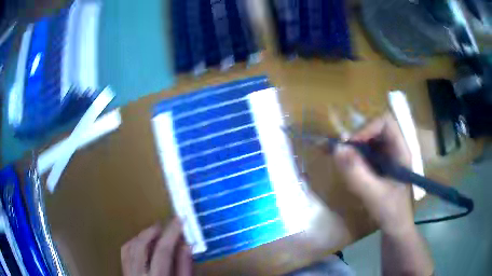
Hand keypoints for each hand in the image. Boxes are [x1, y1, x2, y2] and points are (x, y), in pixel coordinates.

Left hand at [121, 218, 191, 275]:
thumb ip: (184, 267)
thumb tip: (187, 245)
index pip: (162, 251)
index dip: (171, 233)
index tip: (179, 219)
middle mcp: (138, 274)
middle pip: (140, 246)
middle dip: (152, 231)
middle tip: (164, 224)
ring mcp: (128, 273)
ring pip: (129, 247)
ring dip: (142, 235)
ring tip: (154, 231)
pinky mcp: (124, 273)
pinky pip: (124, 253)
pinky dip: (132, 243)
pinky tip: (141, 242)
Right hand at [333, 113, 414, 234]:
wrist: (395, 227)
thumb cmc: (391, 212)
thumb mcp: (373, 194)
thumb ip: (356, 173)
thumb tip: (337, 149)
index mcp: (401, 151)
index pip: (386, 122)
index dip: (368, 127)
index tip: (351, 144)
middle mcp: (395, 149)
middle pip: (376, 128)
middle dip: (358, 136)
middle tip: (341, 150)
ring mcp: (388, 157)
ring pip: (369, 140)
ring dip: (354, 146)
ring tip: (340, 157)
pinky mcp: (380, 165)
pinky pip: (366, 152)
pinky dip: (354, 155)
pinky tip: (345, 165)